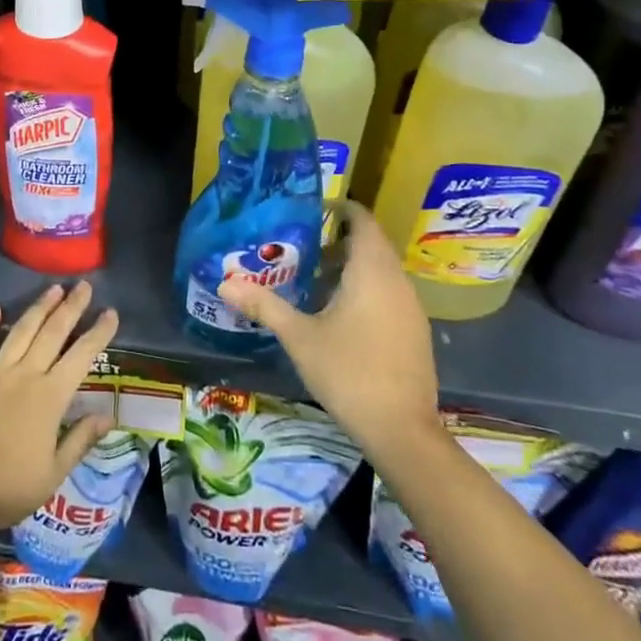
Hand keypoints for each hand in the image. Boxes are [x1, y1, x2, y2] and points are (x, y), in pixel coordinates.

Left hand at [0, 281, 118, 533]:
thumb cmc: (9, 488)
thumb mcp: (53, 473)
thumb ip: (80, 440)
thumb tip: (108, 416)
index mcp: (50, 397)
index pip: (81, 356)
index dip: (98, 333)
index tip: (111, 312)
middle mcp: (25, 375)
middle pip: (53, 333)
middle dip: (71, 307)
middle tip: (84, 286)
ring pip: (21, 331)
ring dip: (39, 308)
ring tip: (54, 289)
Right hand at [219, 202, 440, 460]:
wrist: (402, 431)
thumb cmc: (348, 372)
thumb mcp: (299, 337)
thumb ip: (263, 305)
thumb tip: (225, 282)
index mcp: (371, 271)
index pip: (362, 221)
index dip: (341, 208)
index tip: (313, 208)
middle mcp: (397, 281)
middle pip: (371, 245)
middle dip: (339, 240)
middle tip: (302, 245)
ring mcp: (411, 308)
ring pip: (381, 271)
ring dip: (351, 267)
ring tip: (314, 279)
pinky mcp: (415, 333)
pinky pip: (389, 294)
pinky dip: (365, 290)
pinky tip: (339, 314)